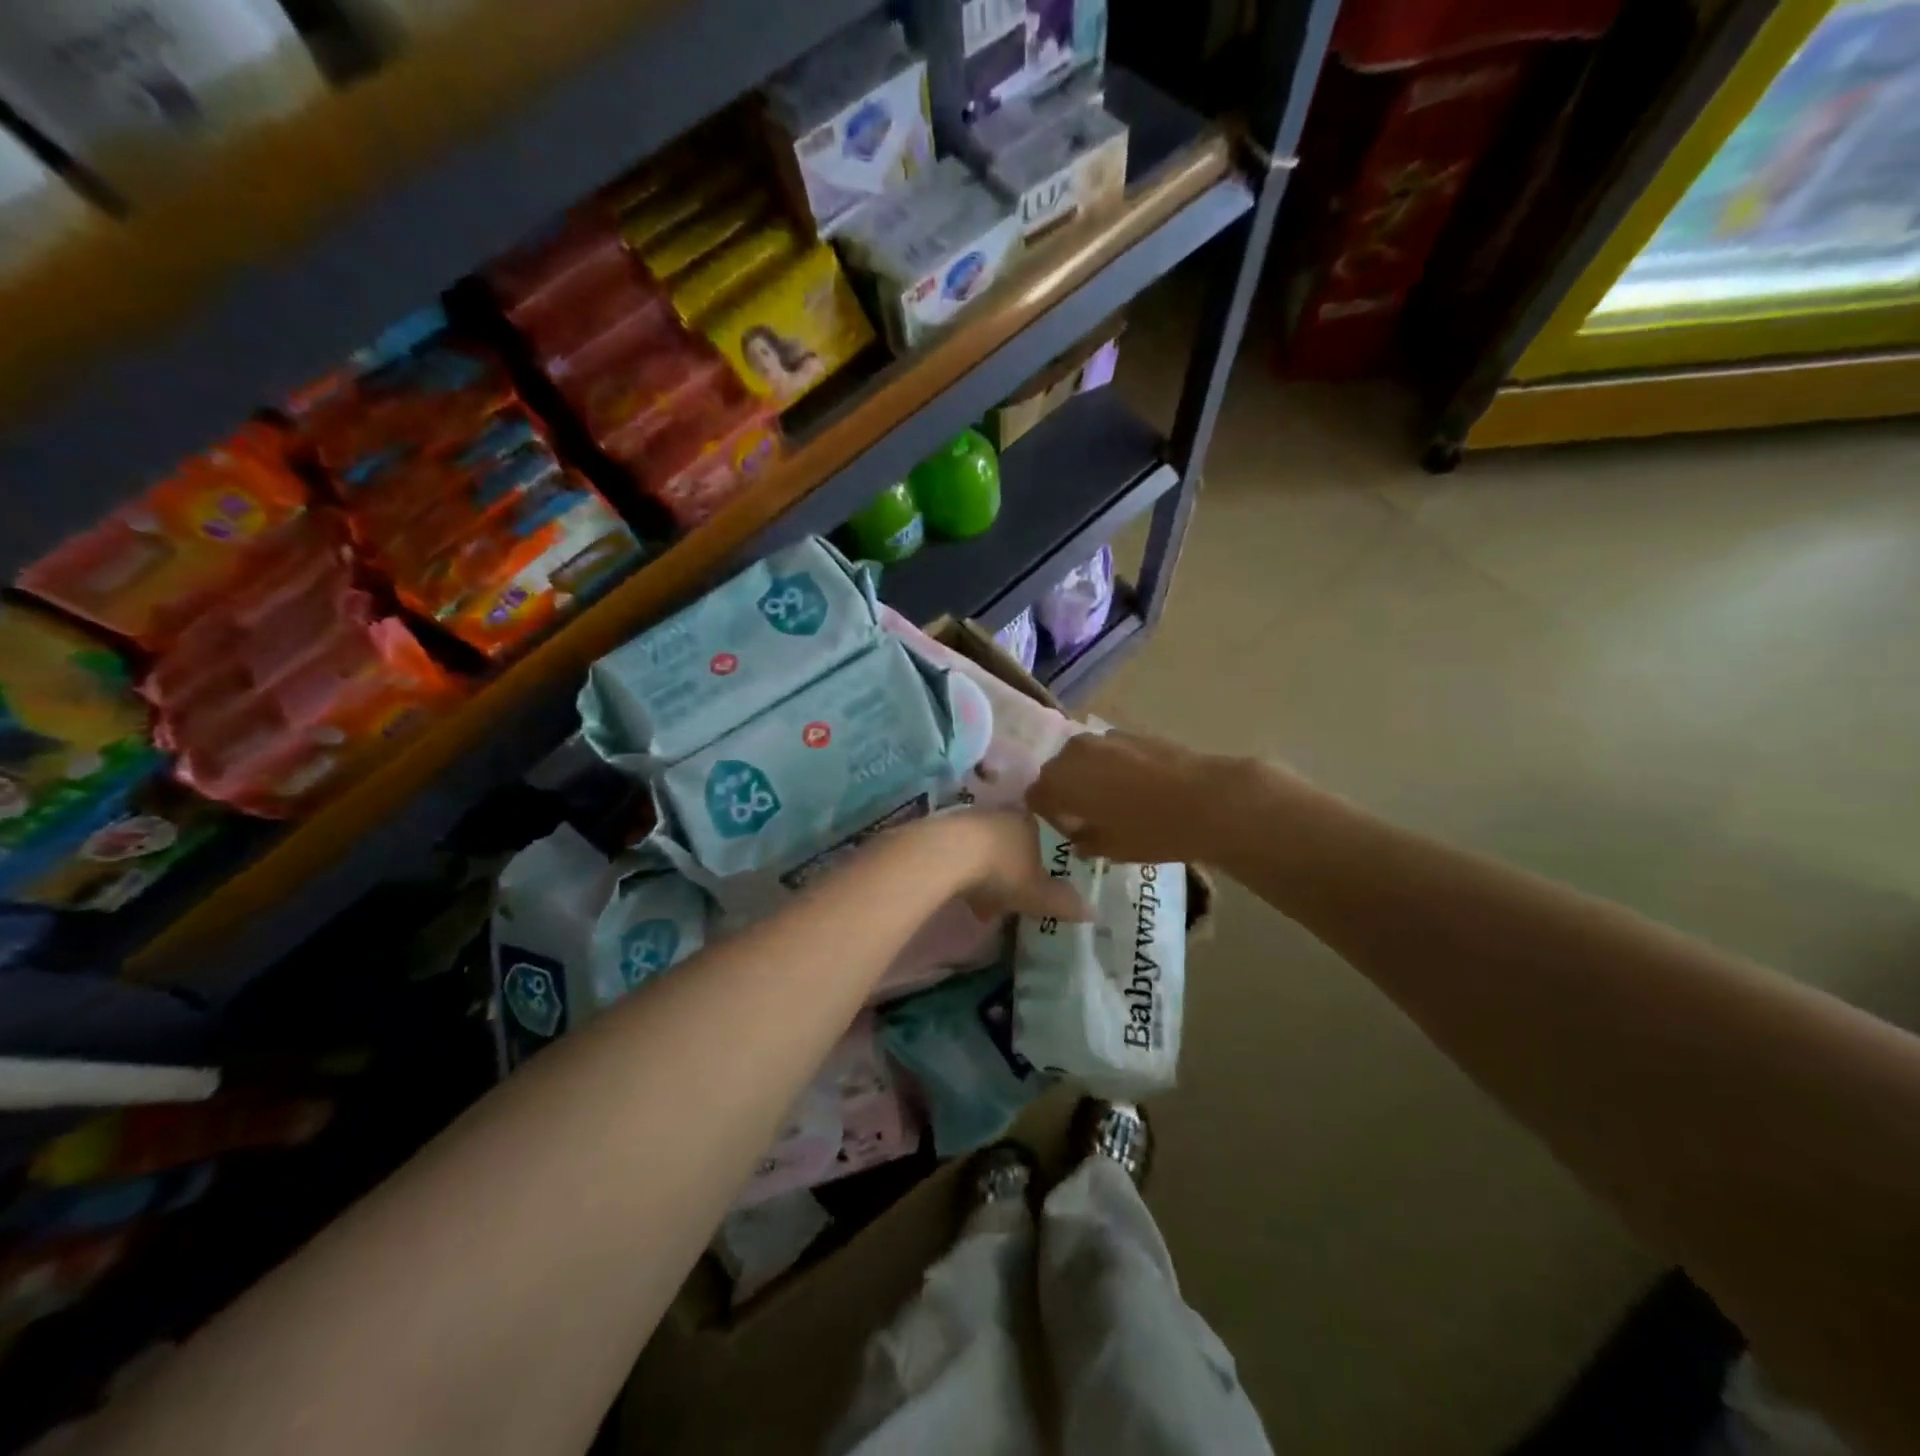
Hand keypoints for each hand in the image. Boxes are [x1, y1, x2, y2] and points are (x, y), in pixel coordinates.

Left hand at [933, 809, 1093, 923]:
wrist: (946, 854)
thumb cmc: (1002, 869)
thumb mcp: (1038, 893)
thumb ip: (1062, 902)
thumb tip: (1092, 911)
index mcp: (1030, 822)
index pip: (1043, 834)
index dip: (1043, 859)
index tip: (1040, 881)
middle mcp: (1001, 814)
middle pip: (1012, 841)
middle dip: (1012, 869)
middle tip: (1013, 896)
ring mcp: (969, 819)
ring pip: (985, 847)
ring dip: (986, 873)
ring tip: (985, 905)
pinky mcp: (941, 830)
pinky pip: (960, 854)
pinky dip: (964, 873)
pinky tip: (962, 895)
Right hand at [1026, 730, 1274, 864]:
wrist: (1207, 799)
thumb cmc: (1151, 830)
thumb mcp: (1111, 848)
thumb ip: (1084, 841)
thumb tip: (1078, 837)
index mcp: (1059, 781)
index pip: (1035, 797)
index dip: (1050, 816)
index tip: (1071, 831)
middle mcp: (1073, 752)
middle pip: (1056, 772)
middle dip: (1066, 793)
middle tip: (1089, 817)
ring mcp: (1103, 738)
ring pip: (1082, 759)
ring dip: (1089, 777)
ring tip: (1114, 800)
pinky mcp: (1131, 732)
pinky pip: (1108, 752)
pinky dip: (1112, 766)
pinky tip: (1136, 786)